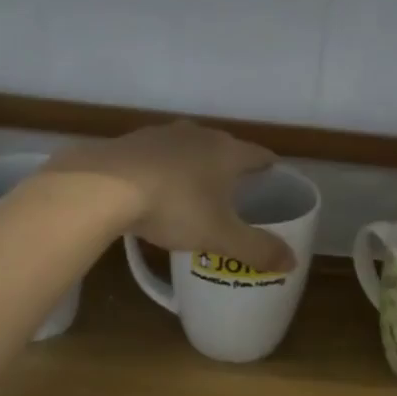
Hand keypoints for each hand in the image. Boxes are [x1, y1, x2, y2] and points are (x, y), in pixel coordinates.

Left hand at [49, 121, 296, 273]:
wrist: (104, 186)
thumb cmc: (174, 207)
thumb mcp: (220, 236)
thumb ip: (257, 249)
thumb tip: (292, 261)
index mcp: (227, 152)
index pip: (259, 155)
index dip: (268, 168)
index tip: (272, 180)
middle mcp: (198, 134)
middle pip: (224, 147)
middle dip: (231, 167)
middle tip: (235, 193)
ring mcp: (162, 134)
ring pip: (189, 148)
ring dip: (195, 165)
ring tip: (195, 190)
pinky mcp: (132, 141)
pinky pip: (158, 154)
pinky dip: (163, 169)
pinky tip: (154, 188)